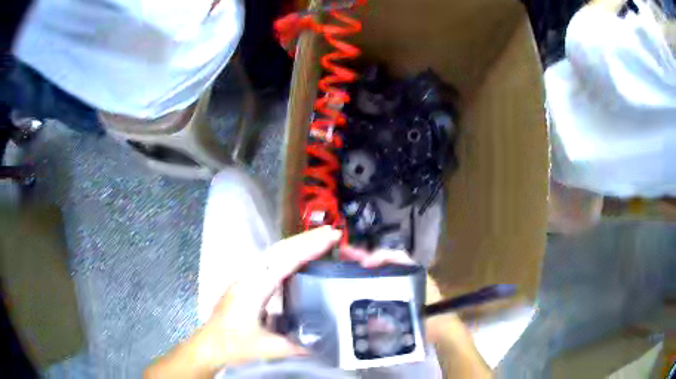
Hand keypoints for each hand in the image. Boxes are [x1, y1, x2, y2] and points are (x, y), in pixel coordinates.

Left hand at [145, 226, 341, 377]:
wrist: (209, 344)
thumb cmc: (233, 344)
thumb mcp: (266, 348)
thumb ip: (294, 346)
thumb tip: (321, 345)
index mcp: (254, 287)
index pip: (285, 261)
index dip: (309, 247)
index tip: (331, 237)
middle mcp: (249, 276)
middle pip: (279, 250)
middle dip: (307, 239)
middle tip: (332, 232)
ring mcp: (247, 277)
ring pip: (274, 253)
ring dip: (298, 244)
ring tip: (321, 239)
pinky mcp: (248, 282)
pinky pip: (271, 261)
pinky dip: (289, 254)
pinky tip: (299, 258)